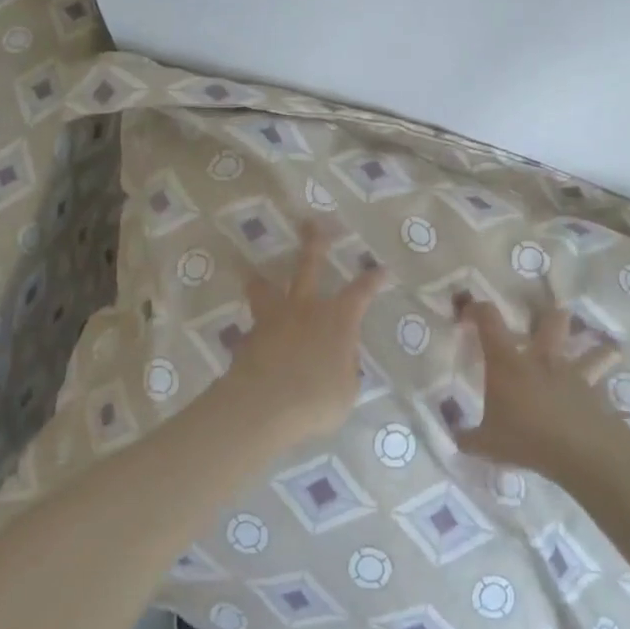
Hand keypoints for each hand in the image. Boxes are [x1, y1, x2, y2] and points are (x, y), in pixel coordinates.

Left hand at [221, 223, 385, 448]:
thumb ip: (344, 366)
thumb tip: (339, 356)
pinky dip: (253, 326)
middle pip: (309, 265)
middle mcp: (306, 308)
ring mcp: (274, 318)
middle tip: (310, 223)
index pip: (361, 291)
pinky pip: (253, 324)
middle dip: (314, 242)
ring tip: (253, 271)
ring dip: (262, 278)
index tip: (381, 269)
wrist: (263, 405)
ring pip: (266, 288)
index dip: (372, 280)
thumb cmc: (316, 399)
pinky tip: (250, 335)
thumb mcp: (346, 389)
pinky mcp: (248, 336)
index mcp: (338, 319)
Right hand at [456, 301, 623, 472]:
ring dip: (596, 348)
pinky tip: (606, 397)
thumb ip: (467, 438)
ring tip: (598, 350)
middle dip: (550, 315)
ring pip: (593, 349)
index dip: (477, 309)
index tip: (469, 312)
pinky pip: (605, 385)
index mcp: (508, 362)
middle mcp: (542, 359)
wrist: (580, 452)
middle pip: (552, 320)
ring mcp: (574, 374)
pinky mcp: (597, 394)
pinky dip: (606, 387)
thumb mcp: (485, 444)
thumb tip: (456, 437)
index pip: (489, 319)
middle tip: (544, 319)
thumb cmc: (526, 438)